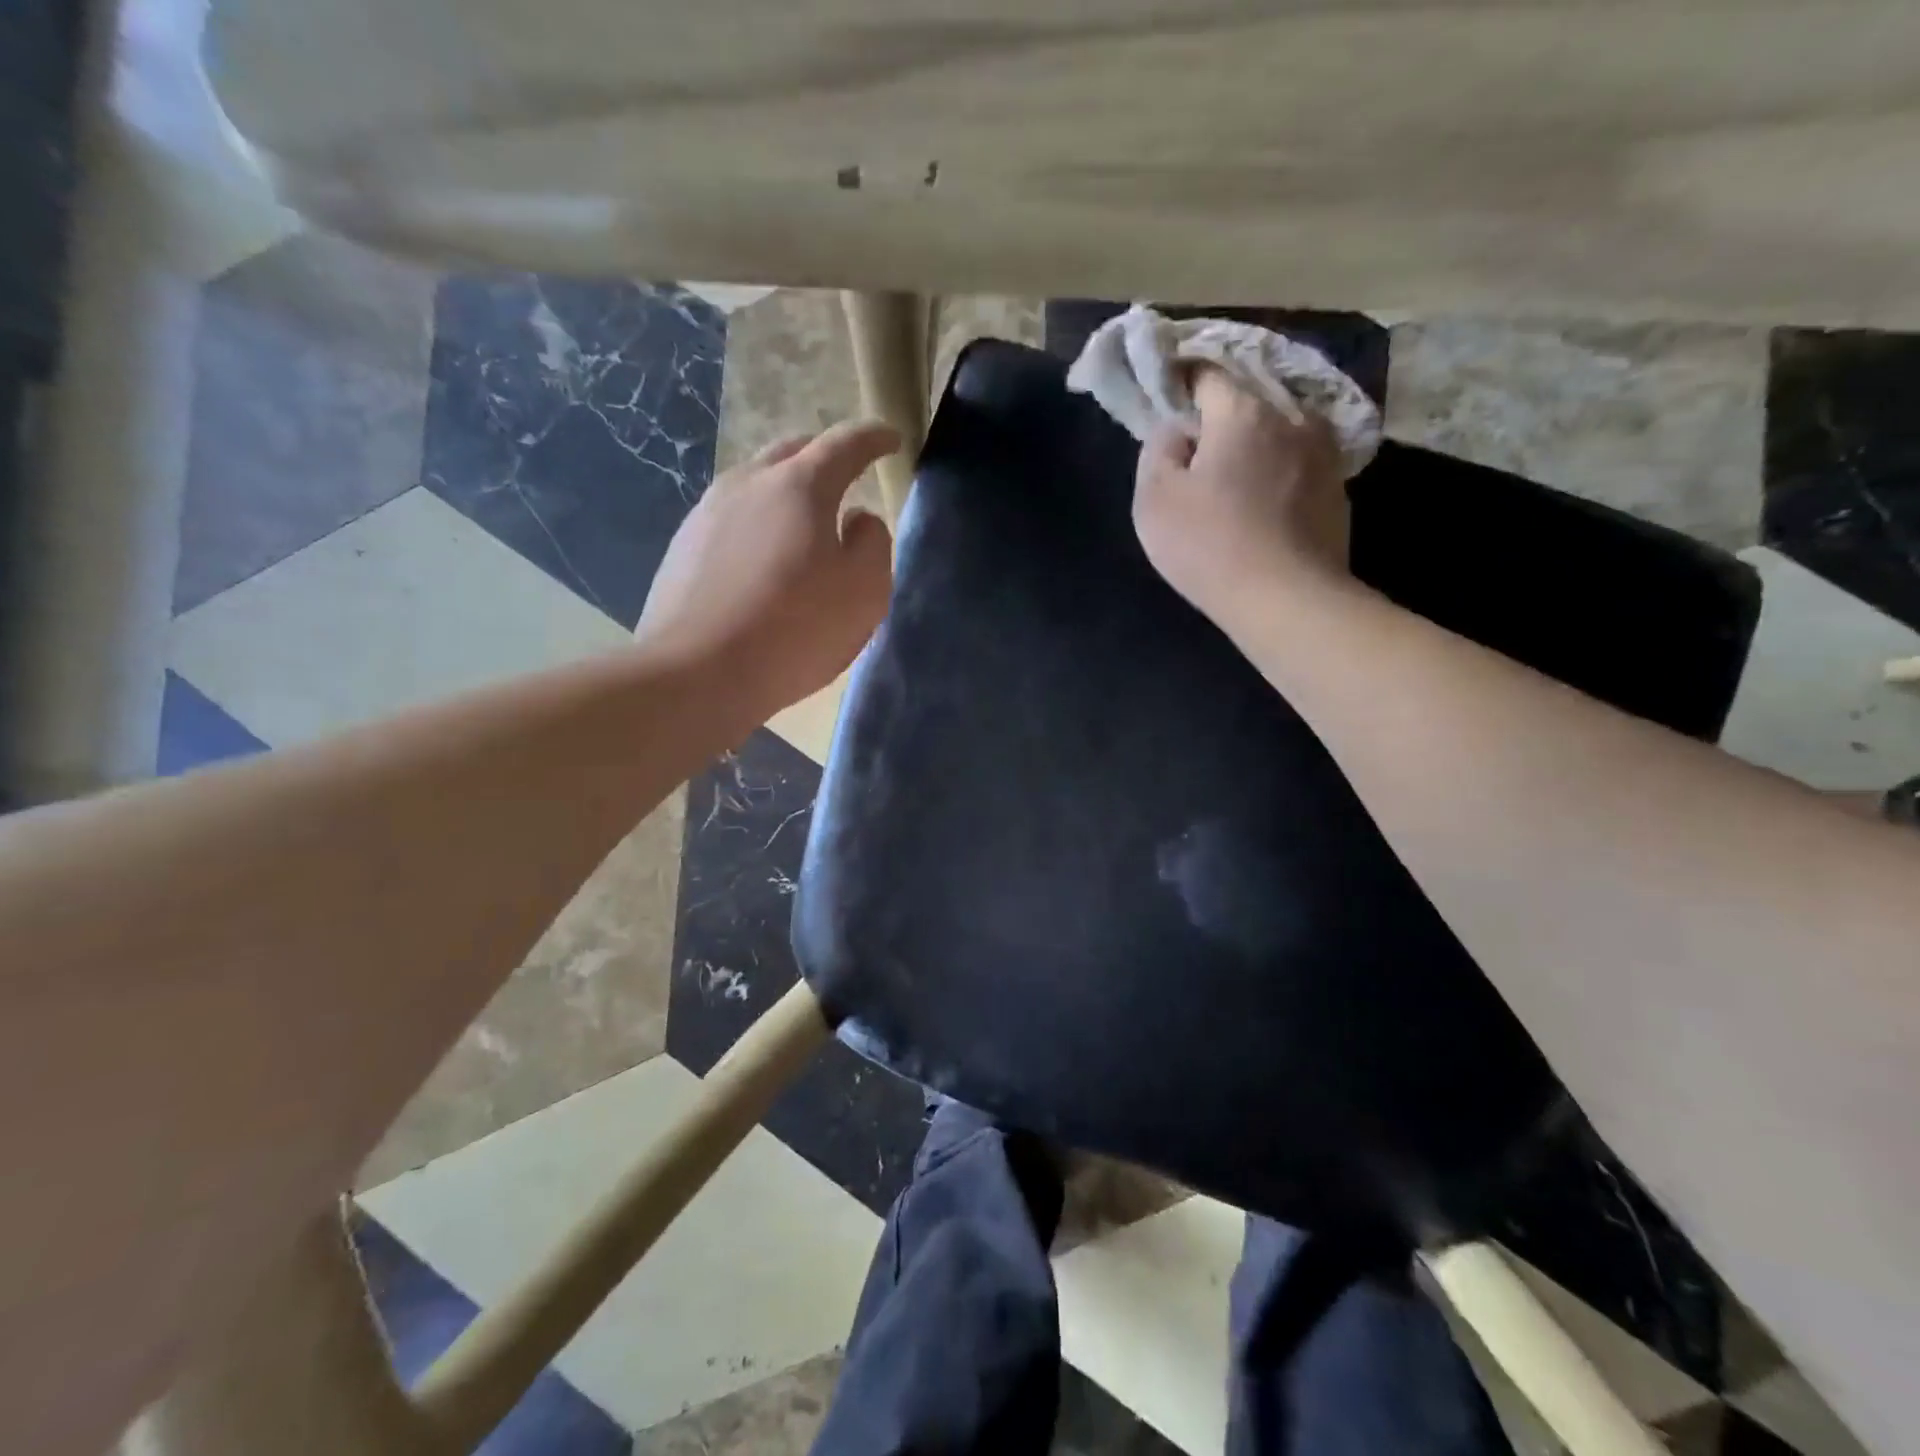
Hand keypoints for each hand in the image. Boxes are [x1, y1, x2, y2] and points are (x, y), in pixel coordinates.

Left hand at [636, 420, 898, 723]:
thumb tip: (858, 519)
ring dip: (786, 491)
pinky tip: (763, 559)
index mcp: (800, 485)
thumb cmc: (795, 629)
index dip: (874, 438)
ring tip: (803, 522)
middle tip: (846, 478)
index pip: (845, 443)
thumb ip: (873, 543)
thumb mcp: (864, 591)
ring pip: (756, 483)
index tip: (891, 439)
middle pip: (792, 451)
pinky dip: (758, 523)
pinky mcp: (684, 546)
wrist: (698, 673)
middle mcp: (749, 482)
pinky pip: (732, 517)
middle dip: (824, 456)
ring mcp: (708, 511)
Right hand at [1133, 367, 1348, 630]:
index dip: (1181, 388)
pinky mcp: (1338, 491)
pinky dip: (1279, 476)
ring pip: (1278, 434)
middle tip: (1196, 455)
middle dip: (1219, 422)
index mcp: (1242, 412)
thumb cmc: (1209, 545)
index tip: (1166, 410)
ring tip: (1233, 481)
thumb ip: (1157, 449)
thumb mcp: (1154, 498)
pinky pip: (1298, 467)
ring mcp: (1324, 453)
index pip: (1207, 376)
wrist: (1286, 599)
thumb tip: (1176, 429)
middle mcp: (1292, 418)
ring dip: (1254, 448)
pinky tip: (1263, 507)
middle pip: (1247, 403)